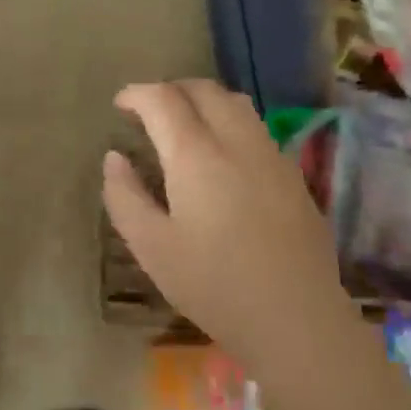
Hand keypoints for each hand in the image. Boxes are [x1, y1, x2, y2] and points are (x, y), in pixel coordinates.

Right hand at [102, 80, 343, 352]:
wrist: (296, 319)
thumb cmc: (214, 285)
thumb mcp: (151, 247)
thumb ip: (125, 196)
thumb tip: (114, 158)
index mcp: (196, 155)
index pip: (163, 100)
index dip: (137, 94)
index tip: (120, 104)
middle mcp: (237, 142)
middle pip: (204, 90)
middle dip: (171, 90)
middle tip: (149, 110)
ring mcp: (271, 156)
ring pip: (236, 104)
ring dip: (204, 101)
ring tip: (184, 124)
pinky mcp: (293, 175)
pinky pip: (256, 128)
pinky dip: (229, 122)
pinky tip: (222, 156)